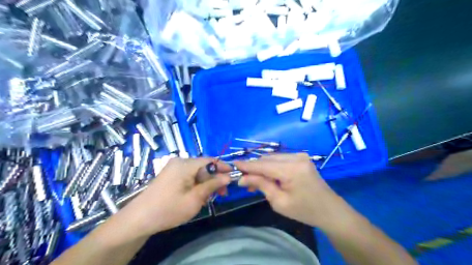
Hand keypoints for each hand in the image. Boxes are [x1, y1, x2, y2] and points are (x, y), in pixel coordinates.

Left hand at [116, 158, 230, 237]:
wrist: (138, 219)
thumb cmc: (169, 209)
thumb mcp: (195, 199)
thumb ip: (212, 185)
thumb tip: (228, 177)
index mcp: (186, 164)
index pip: (210, 160)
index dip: (223, 167)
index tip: (234, 176)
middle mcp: (180, 162)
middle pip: (204, 166)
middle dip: (215, 178)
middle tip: (223, 193)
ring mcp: (173, 168)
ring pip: (197, 171)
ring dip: (206, 182)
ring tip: (210, 197)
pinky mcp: (170, 175)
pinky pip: (189, 175)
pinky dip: (197, 183)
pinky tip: (198, 195)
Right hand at [236, 152, 343, 227]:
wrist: (330, 210)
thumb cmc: (305, 210)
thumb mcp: (279, 202)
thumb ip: (261, 185)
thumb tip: (242, 178)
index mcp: (291, 169)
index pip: (262, 165)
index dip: (246, 165)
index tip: (233, 165)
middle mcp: (296, 157)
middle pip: (267, 159)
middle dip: (254, 168)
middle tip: (244, 181)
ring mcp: (300, 155)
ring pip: (272, 158)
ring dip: (262, 168)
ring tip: (254, 181)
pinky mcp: (301, 157)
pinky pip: (280, 159)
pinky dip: (271, 166)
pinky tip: (267, 177)